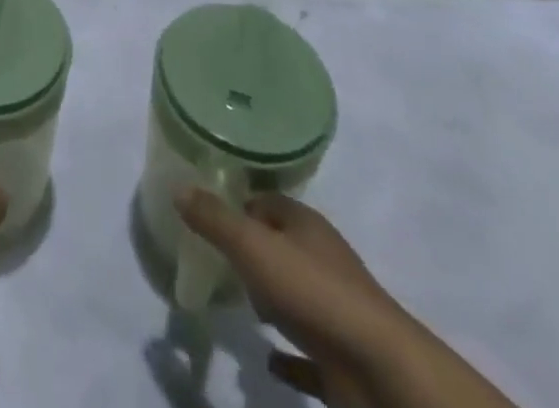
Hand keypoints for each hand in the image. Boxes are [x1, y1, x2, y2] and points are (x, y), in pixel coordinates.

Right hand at [177, 191, 408, 405]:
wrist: (380, 372)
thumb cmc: (313, 293)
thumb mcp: (252, 246)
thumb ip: (214, 219)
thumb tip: (178, 187)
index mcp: (305, 225)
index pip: (268, 201)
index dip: (239, 204)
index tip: (207, 214)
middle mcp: (322, 260)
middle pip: (281, 246)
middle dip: (252, 251)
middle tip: (215, 259)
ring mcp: (335, 310)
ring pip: (295, 296)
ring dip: (270, 300)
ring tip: (236, 303)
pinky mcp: (341, 356)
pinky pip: (306, 352)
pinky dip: (287, 356)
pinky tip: (266, 361)